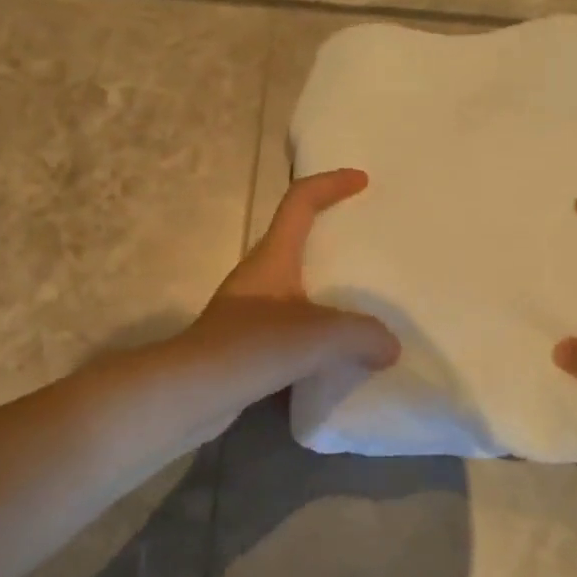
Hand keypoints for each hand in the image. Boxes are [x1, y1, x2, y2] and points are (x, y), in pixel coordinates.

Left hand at [179, 169, 399, 422]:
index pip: (300, 201)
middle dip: (334, 236)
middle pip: (299, 240)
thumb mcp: (317, 336)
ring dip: (329, 290)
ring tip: (367, 303)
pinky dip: (319, 332)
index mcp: (273, 257)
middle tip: (373, 246)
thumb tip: (390, 347)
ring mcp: (250, 312)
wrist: (186, 396)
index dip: (330, 184)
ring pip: (298, 288)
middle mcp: (260, 276)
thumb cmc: (250, 348)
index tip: (362, 181)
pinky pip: (294, 327)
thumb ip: (362, 335)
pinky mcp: (248, 346)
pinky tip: (340, 354)